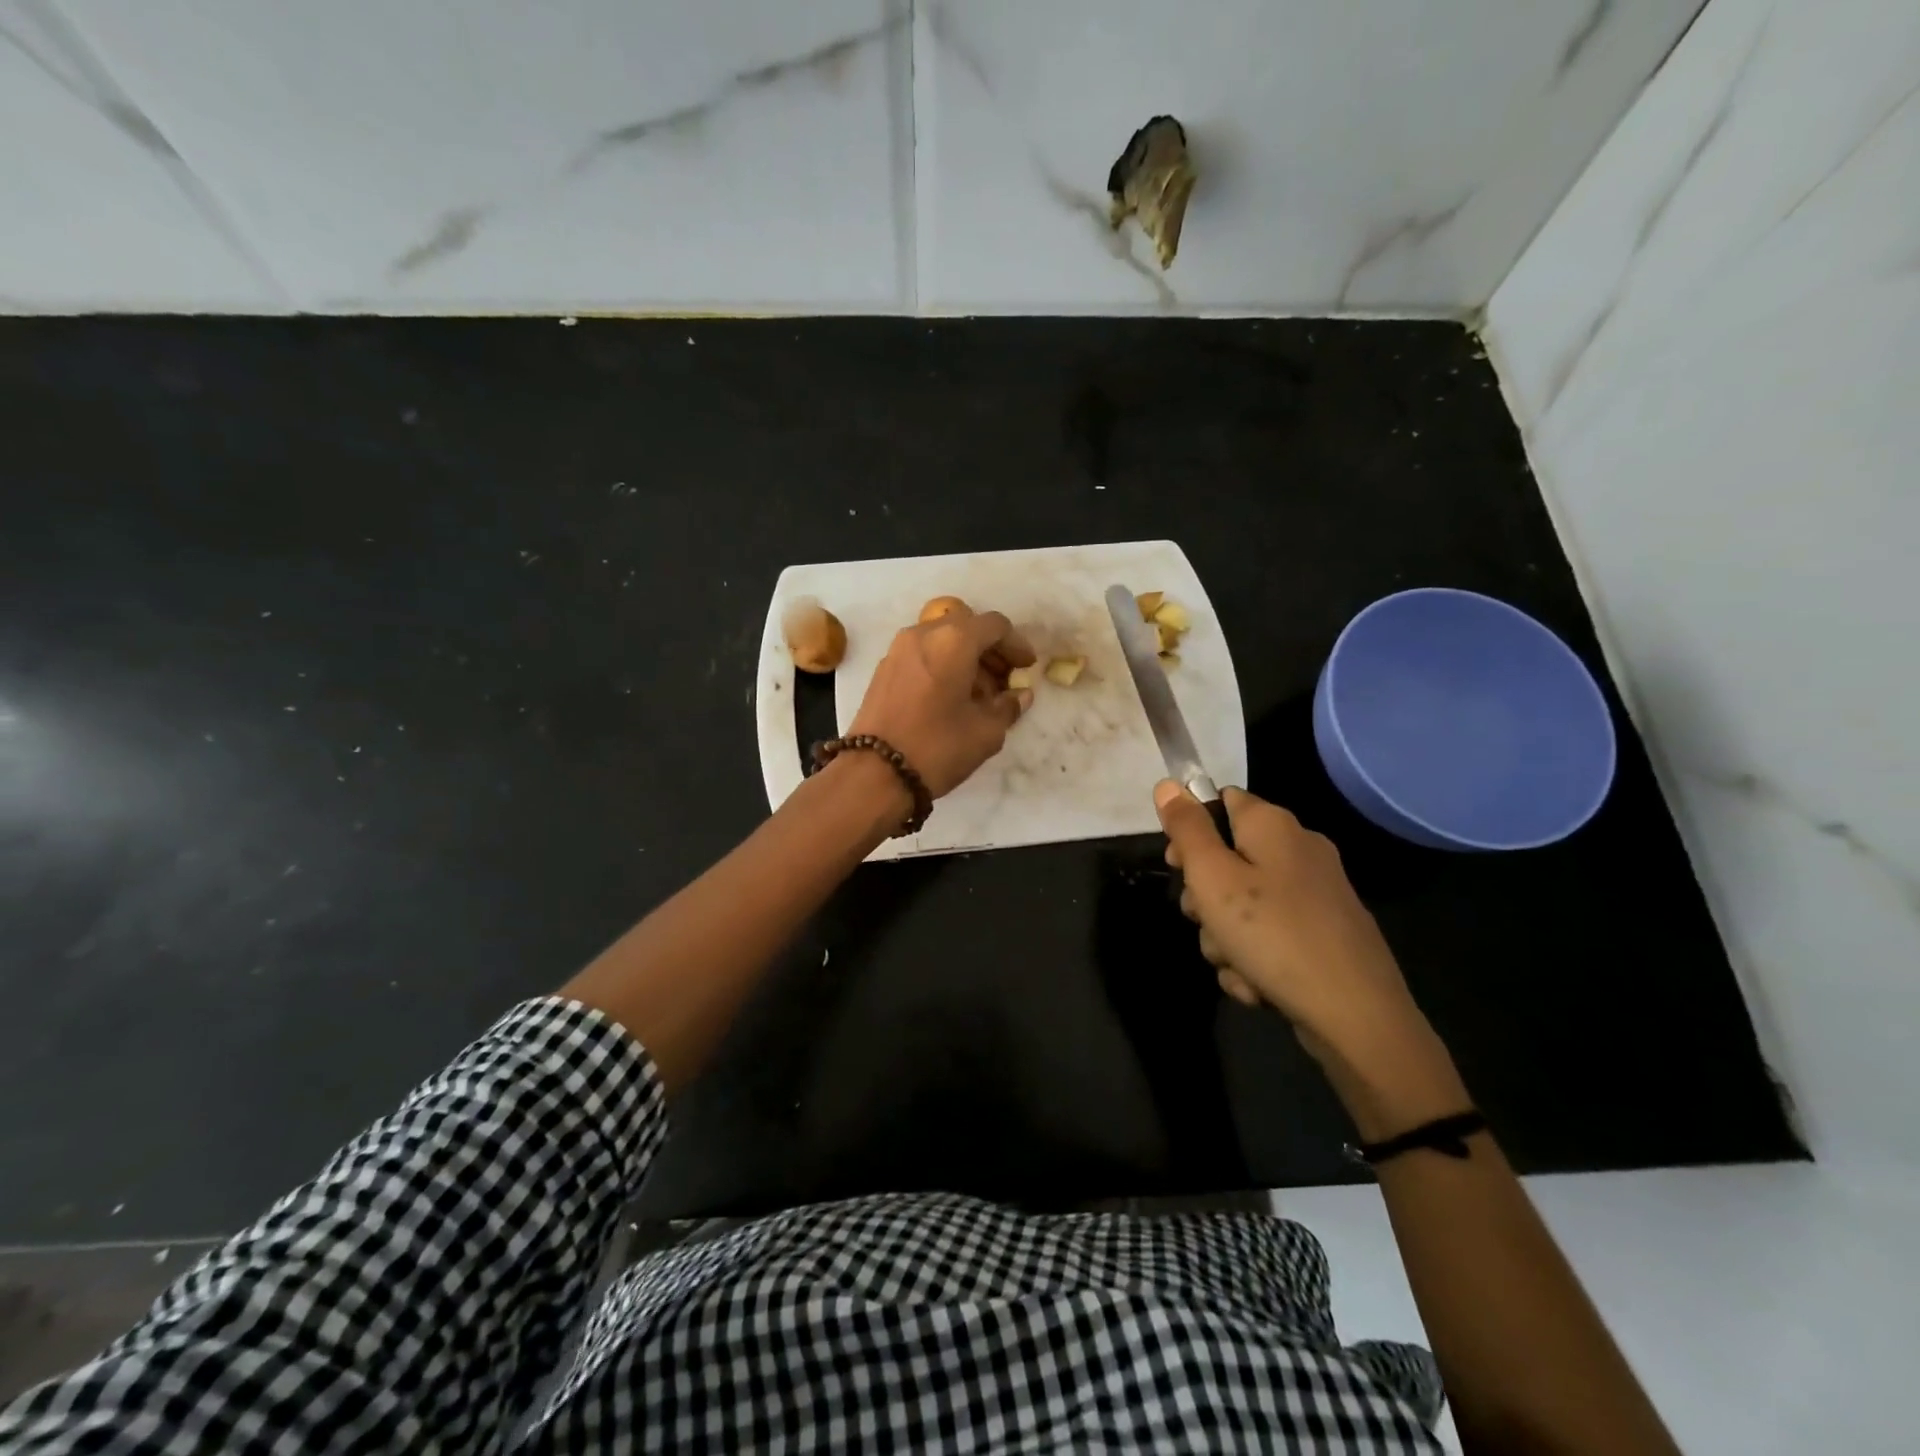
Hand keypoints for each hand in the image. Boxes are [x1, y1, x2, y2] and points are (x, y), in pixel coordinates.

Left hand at [849, 610, 1035, 797]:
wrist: (873, 774)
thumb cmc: (937, 747)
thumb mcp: (985, 732)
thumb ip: (1008, 707)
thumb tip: (1020, 695)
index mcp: (953, 640)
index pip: (995, 625)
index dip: (1016, 644)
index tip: (1027, 668)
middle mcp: (923, 634)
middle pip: (967, 628)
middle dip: (990, 651)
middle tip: (1006, 682)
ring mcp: (898, 650)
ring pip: (942, 641)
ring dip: (966, 659)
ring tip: (980, 696)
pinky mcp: (884, 670)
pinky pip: (923, 655)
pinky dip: (943, 666)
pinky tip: (952, 699)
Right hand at [1155, 782, 1436, 1077]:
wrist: (1356, 1016)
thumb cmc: (1273, 934)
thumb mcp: (1212, 877)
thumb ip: (1186, 829)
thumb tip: (1168, 784)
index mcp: (1274, 826)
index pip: (1220, 801)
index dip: (1190, 830)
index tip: (1178, 866)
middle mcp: (1299, 851)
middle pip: (1228, 858)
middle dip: (1205, 897)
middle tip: (1204, 920)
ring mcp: (1315, 896)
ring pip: (1243, 905)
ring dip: (1225, 938)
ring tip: (1235, 964)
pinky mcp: (1324, 936)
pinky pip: (1270, 937)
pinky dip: (1255, 960)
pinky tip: (1257, 985)